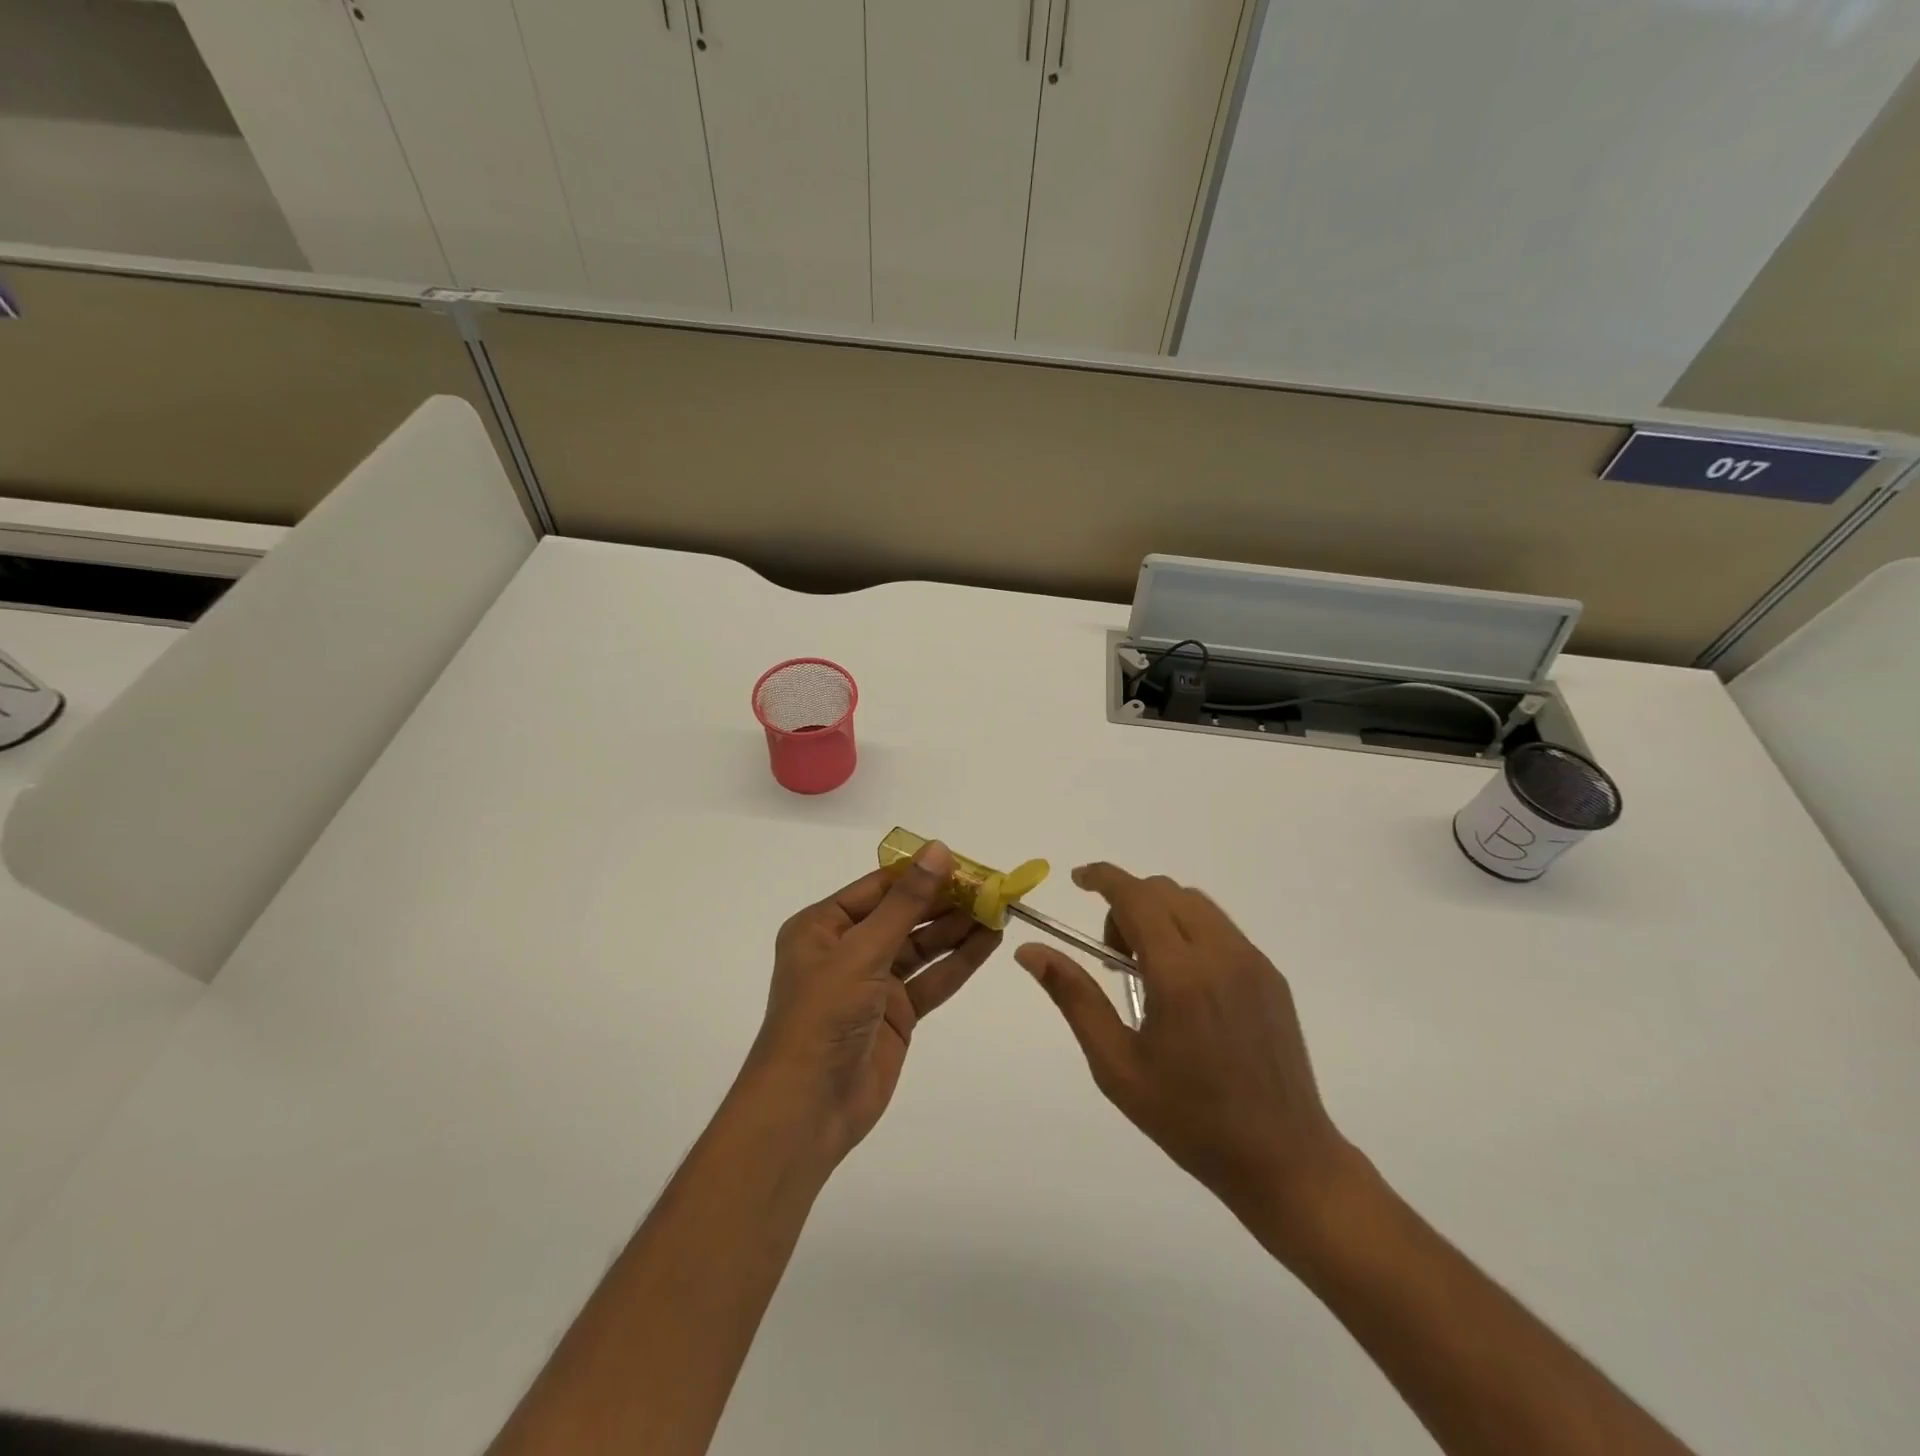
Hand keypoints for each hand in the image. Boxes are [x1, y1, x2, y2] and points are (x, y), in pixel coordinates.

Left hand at [742, 842, 1000, 1168]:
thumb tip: (938, 850)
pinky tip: (989, 943)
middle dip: (946, 902)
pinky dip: (959, 962)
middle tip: (992, 887)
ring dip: (958, 929)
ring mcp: (873, 983)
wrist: (808, 1108)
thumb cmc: (823, 1016)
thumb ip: (905, 903)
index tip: (965, 862)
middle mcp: (847, 949)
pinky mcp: (896, 1014)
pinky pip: (931, 980)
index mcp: (823, 926)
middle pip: (904, 915)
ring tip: (1000, 910)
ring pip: (922, 947)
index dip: (922, 874)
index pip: (880, 887)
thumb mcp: (862, 951)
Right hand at [1015, 862, 1357, 1252]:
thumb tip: (1030, 950)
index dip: (1102, 877)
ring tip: (1149, 971)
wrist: (1283, 1159)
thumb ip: (1074, 997)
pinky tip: (1186, 985)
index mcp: (1179, 974)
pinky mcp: (1271, 975)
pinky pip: (1221, 927)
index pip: (1135, 895)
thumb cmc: (1189, 1119)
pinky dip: (1190, 930)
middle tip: (1113, 957)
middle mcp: (1220, 953)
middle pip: (1164, 891)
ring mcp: (1252, 961)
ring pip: (1194, 903)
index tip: (1076, 880)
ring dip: (1159, 913)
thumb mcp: (1116, 1065)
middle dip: (1127, 903)